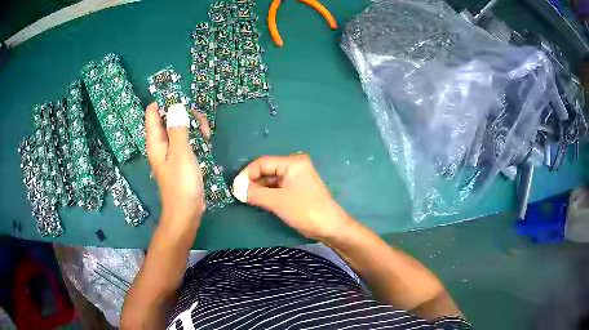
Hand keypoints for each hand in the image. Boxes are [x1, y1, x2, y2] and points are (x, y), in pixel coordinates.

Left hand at [145, 102, 210, 230]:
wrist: (186, 211)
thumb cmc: (181, 183)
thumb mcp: (181, 153)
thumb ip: (178, 128)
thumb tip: (176, 106)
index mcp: (155, 140)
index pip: (153, 111)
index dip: (166, 102)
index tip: (184, 102)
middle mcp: (161, 143)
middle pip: (169, 117)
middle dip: (185, 114)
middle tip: (200, 124)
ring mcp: (171, 150)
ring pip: (180, 127)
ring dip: (193, 126)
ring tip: (206, 135)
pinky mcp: (181, 158)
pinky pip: (186, 139)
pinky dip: (195, 137)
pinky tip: (206, 143)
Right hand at [234, 154, 354, 239]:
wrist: (329, 226)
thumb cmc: (305, 210)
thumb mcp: (277, 201)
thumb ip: (255, 194)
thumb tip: (237, 190)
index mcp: (292, 163)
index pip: (263, 162)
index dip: (247, 174)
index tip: (235, 188)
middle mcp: (294, 166)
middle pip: (266, 170)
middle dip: (252, 181)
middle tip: (239, 194)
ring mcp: (296, 178)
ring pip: (270, 179)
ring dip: (258, 188)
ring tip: (246, 198)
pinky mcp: (296, 189)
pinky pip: (277, 187)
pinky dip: (266, 193)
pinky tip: (257, 200)